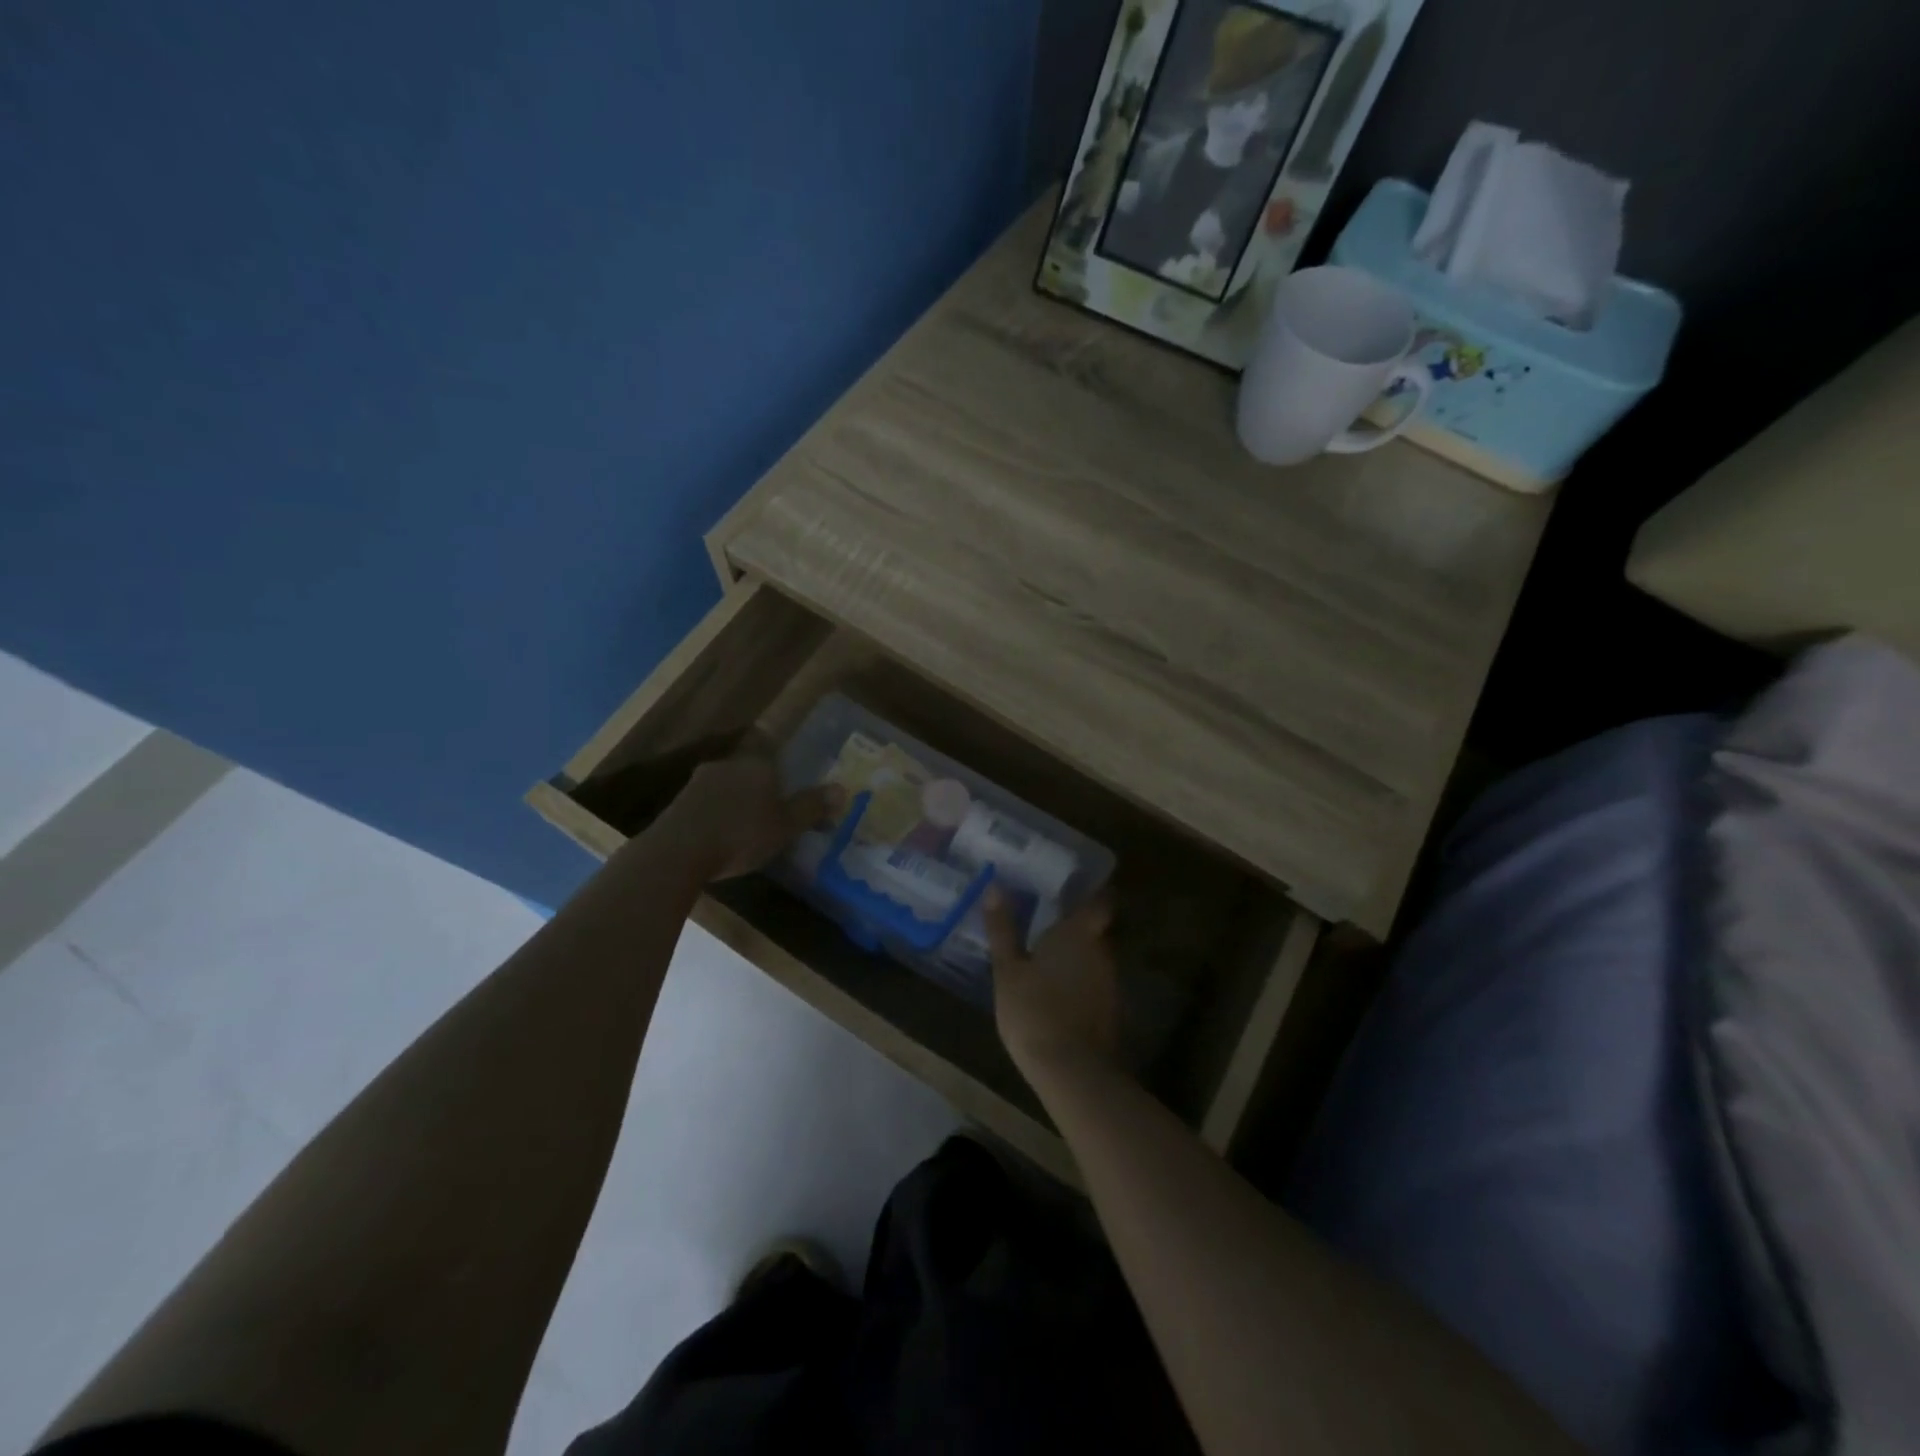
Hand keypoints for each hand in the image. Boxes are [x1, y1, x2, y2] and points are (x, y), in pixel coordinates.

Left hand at [651, 757, 841, 882]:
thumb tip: (842, 789)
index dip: (783, 772)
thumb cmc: (741, 835)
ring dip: (736, 803)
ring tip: (746, 829)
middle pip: (750, 771)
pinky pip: (707, 804)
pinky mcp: (679, 803)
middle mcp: (728, 764)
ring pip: (727, 787)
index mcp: (757, 764)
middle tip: (772, 813)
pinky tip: (720, 837)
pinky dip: (716, 816)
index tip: (789, 790)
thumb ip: (812, 807)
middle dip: (761, 789)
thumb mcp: (786, 826)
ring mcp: (699, 782)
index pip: (774, 754)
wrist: (678, 852)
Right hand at [985, 887, 1122, 1085]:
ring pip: (1097, 957)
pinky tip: (1059, 991)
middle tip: (1049, 922)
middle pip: (1098, 928)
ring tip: (1050, 957)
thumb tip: (995, 887)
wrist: (1072, 1071)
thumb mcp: (1008, 969)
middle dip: (1078, 925)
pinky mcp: (1112, 1010)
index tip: (1072, 888)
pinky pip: (1096, 983)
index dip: (1092, 891)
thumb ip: (1003, 928)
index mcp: (1081, 931)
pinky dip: (1082, 981)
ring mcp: (1112, 981)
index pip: (1101, 898)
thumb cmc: (1034, 1010)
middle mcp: (1104, 950)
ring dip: (1079, 955)